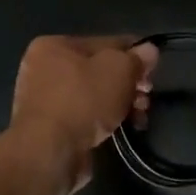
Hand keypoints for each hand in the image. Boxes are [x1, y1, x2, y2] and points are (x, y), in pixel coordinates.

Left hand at [12, 36, 158, 171]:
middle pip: (97, 71)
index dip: (132, 55)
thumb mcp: (119, 70)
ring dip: (119, 105)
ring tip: (139, 118)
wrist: (50, 151)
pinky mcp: (49, 130)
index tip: (152, 72)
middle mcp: (43, 69)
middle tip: (146, 99)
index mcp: (54, 46)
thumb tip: (149, 50)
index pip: (103, 43)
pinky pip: (83, 118)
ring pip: (92, 96)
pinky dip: (103, 122)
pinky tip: (121, 130)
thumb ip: (136, 58)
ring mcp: (43, 101)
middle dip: (127, 84)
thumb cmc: (83, 100)